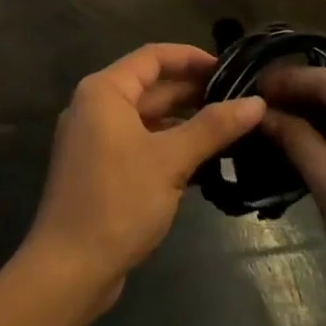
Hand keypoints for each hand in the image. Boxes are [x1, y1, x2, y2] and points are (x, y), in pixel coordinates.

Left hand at [22, 44, 265, 311]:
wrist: (69, 268)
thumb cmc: (118, 202)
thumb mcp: (170, 161)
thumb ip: (213, 127)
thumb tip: (257, 102)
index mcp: (104, 91)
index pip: (153, 56)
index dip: (192, 57)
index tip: (230, 68)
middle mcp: (96, 107)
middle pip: (151, 86)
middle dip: (194, 91)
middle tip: (241, 99)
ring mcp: (96, 139)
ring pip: (148, 117)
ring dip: (186, 121)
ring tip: (233, 127)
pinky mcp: (102, 169)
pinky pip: (141, 143)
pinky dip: (170, 146)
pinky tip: (207, 160)